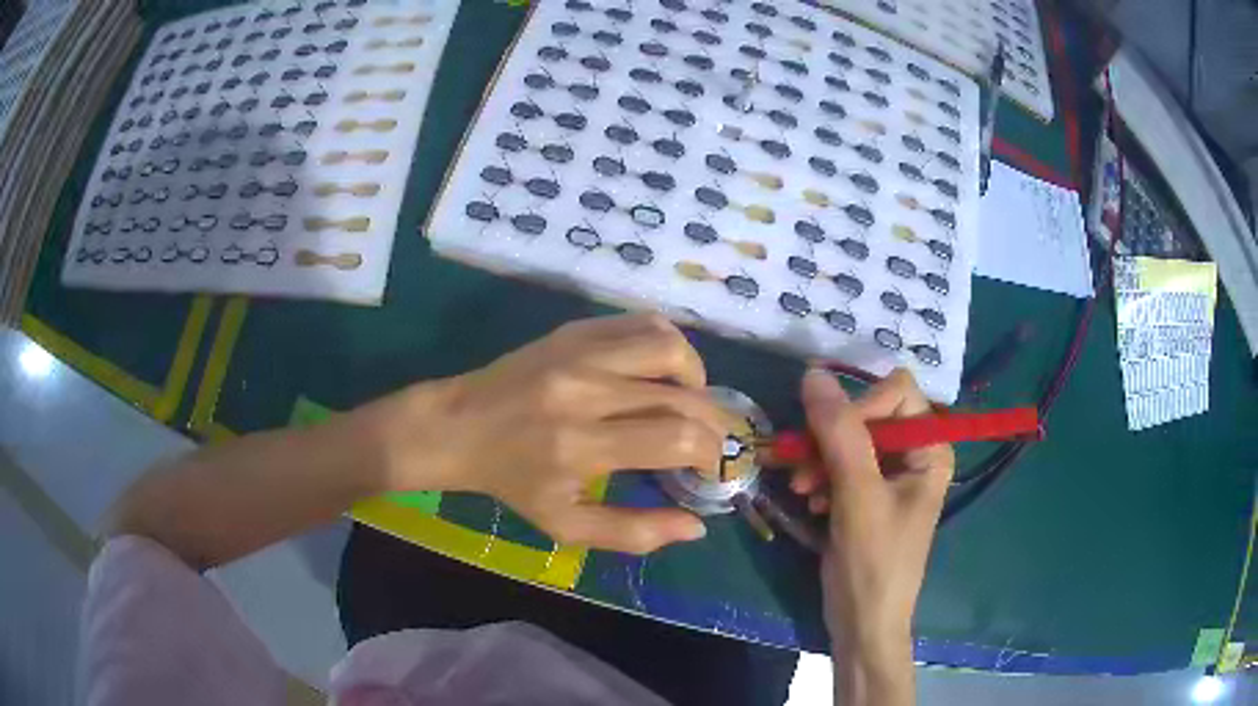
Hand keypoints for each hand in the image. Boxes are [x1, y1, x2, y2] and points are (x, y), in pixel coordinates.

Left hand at [382, 314, 725, 553]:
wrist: (458, 427)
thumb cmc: (512, 483)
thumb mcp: (566, 525)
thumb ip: (635, 533)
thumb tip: (698, 527)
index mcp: (581, 446)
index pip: (676, 438)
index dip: (711, 453)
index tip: (713, 467)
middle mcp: (585, 391)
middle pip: (682, 395)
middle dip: (714, 423)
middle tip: (712, 441)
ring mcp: (579, 352)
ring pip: (669, 346)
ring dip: (696, 376)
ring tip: (690, 400)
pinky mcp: (574, 330)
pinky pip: (641, 323)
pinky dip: (668, 346)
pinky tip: (662, 371)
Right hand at [793, 368, 953, 704]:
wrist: (862, 623)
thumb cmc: (873, 563)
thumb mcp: (858, 495)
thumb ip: (839, 433)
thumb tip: (813, 373)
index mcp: (931, 448)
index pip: (896, 392)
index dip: (860, 406)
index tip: (827, 437)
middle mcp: (915, 454)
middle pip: (869, 414)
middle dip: (831, 438)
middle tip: (799, 468)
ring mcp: (890, 475)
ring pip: (848, 439)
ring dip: (819, 459)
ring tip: (801, 490)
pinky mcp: (867, 494)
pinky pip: (840, 465)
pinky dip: (820, 478)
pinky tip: (810, 502)